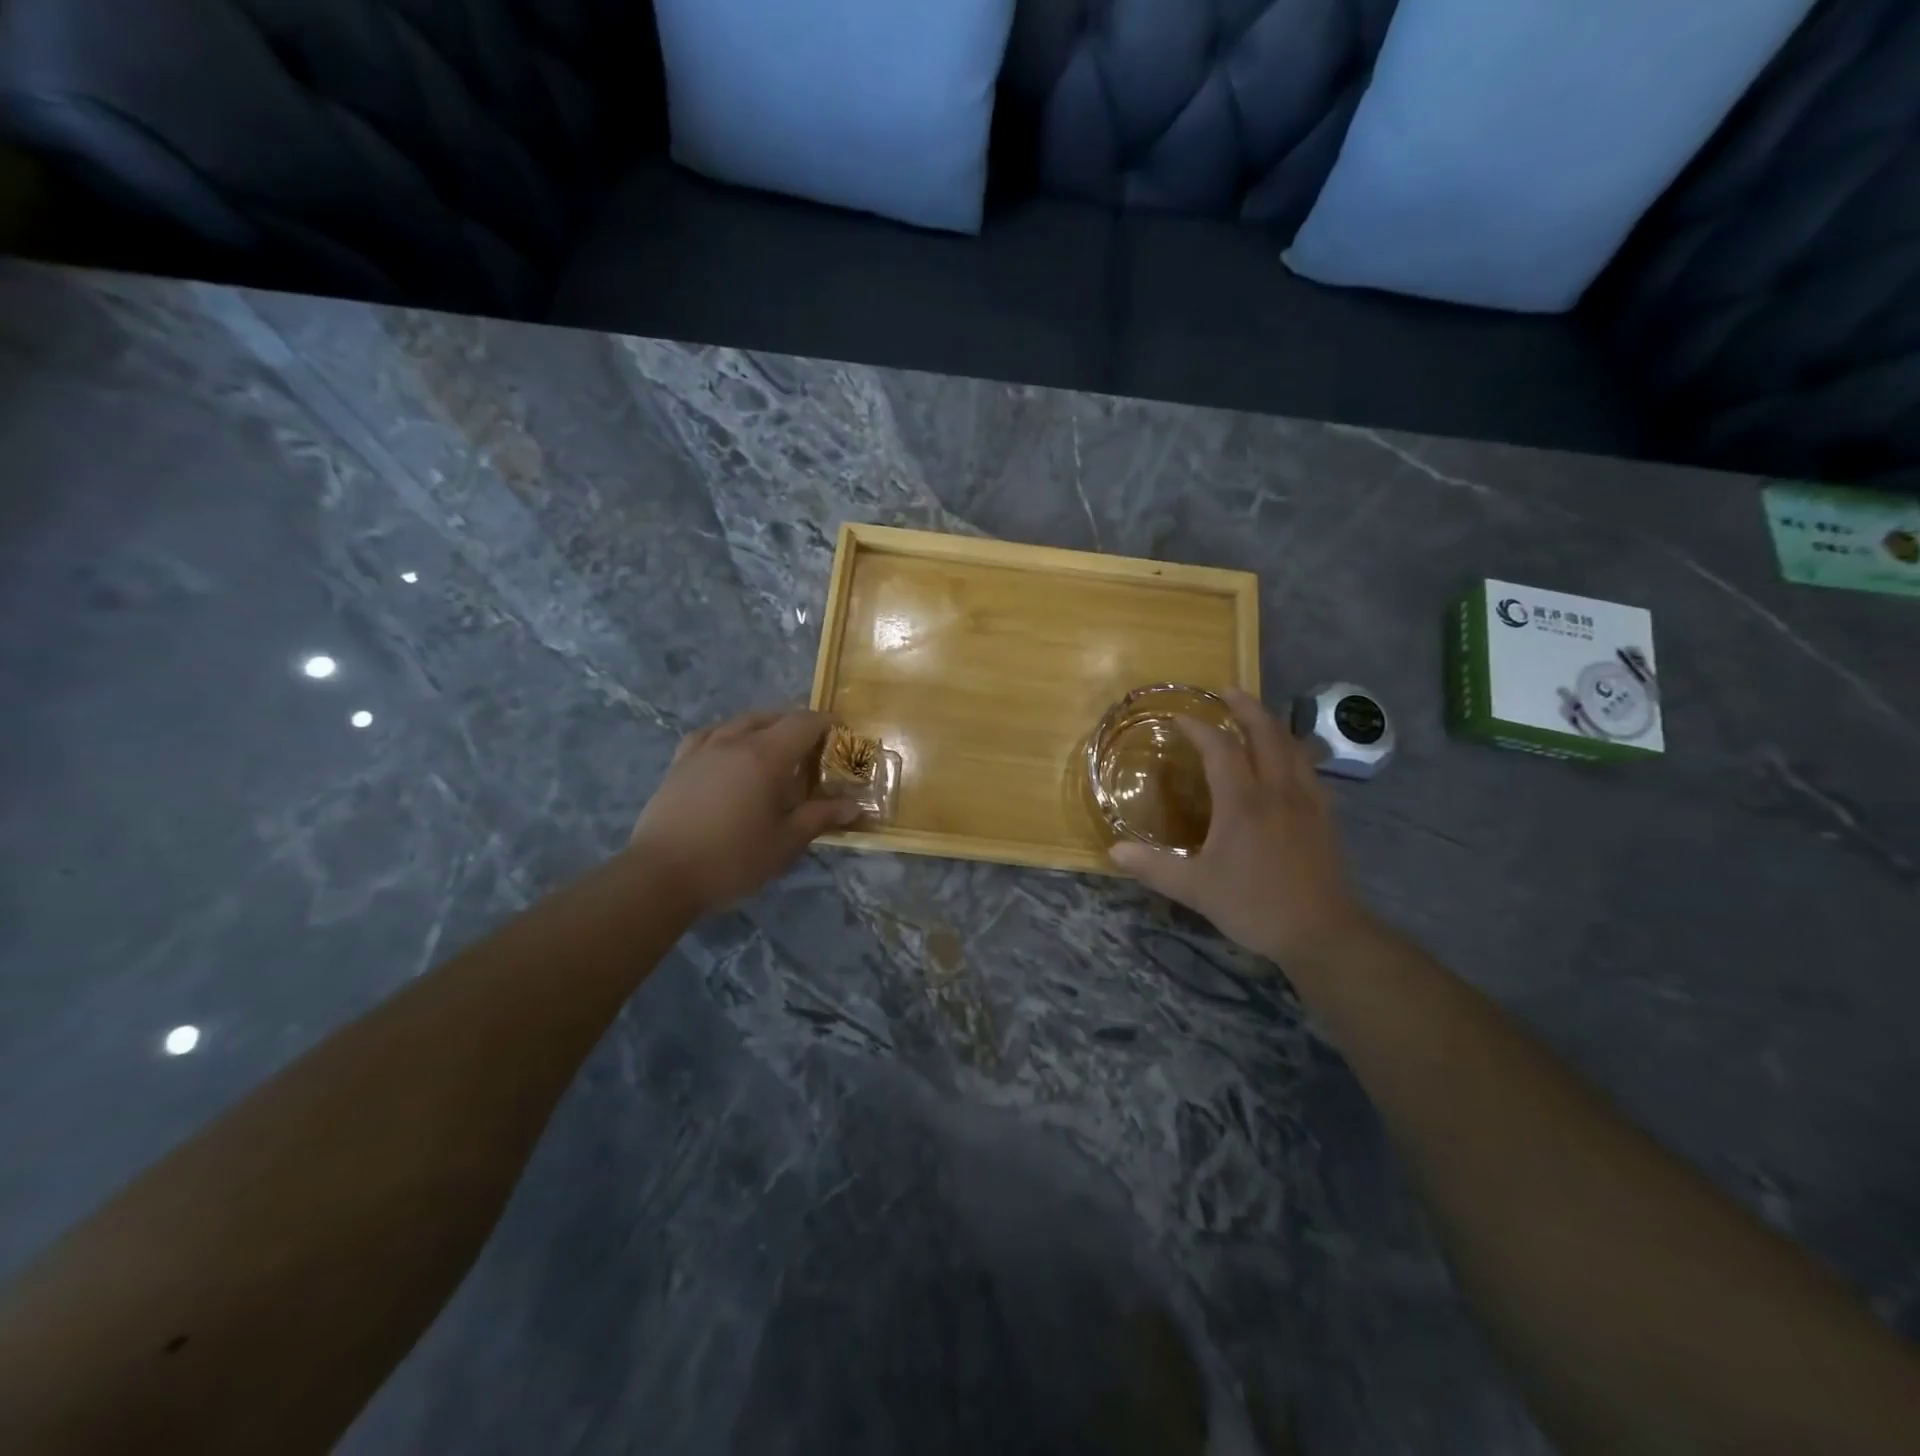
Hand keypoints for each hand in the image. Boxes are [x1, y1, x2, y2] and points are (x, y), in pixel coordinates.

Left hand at [628, 710, 859, 916]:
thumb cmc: (732, 859)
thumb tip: (853, 806)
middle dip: (797, 725)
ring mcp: (702, 750)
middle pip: (772, 717)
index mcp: (766, 756)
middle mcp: (734, 742)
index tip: (842, 733)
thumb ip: (820, 817)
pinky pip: (709, 735)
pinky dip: (727, 736)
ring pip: (739, 722)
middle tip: (813, 749)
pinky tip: (728, 752)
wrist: (661, 875)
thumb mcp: (785, 842)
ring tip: (774, 748)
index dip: (826, 723)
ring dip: (763, 727)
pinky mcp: (679, 764)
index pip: (803, 723)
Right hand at [1108, 688, 1371, 965]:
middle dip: (1245, 707)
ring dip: (1272, 724)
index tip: (1178, 718)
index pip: (1220, 748)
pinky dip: (1294, 750)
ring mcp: (1306, 801)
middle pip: (1266, 732)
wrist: (1322, 932)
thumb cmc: (1254, 905)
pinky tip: (1287, 761)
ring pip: (1293, 746)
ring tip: (1256, 717)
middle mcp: (1277, 790)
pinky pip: (1309, 768)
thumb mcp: (1195, 890)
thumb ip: (1154, 867)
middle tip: (1226, 691)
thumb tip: (1114, 851)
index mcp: (1243, 802)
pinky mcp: (1324, 816)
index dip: (1199, 728)